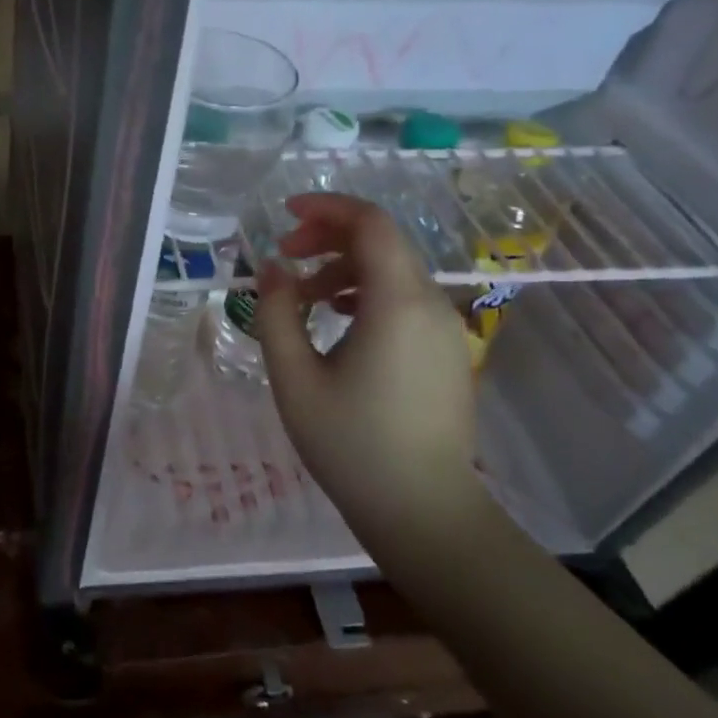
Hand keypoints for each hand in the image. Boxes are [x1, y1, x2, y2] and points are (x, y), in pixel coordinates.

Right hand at [253, 195, 479, 535]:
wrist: (422, 509)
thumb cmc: (350, 443)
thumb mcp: (294, 377)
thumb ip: (277, 312)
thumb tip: (272, 268)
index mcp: (396, 303)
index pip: (370, 223)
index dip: (326, 208)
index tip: (284, 215)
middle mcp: (429, 303)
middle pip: (382, 240)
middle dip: (328, 236)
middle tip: (284, 256)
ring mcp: (444, 327)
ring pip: (392, 269)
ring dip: (344, 266)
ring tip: (301, 295)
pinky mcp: (445, 349)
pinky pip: (404, 297)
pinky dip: (366, 291)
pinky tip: (335, 319)